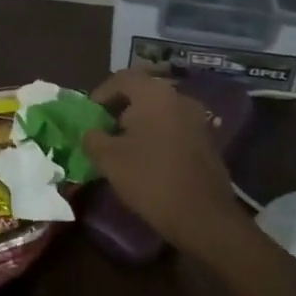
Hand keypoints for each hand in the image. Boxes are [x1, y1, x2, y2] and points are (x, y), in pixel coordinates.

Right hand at [81, 70, 247, 257]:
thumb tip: (90, 133)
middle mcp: (179, 98)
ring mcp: (197, 119)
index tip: (89, 116)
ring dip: (139, 124)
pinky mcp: (206, 141)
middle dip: (119, 110)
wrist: (204, 217)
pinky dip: (157, 136)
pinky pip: (173, 128)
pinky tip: (147, 160)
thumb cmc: (151, 179)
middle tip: (104, 132)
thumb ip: (93, 138)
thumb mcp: (109, 159)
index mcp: (154, 94)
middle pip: (142, 93)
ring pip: (159, 111)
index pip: (122, 78)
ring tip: (123, 148)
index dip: (100, 94)